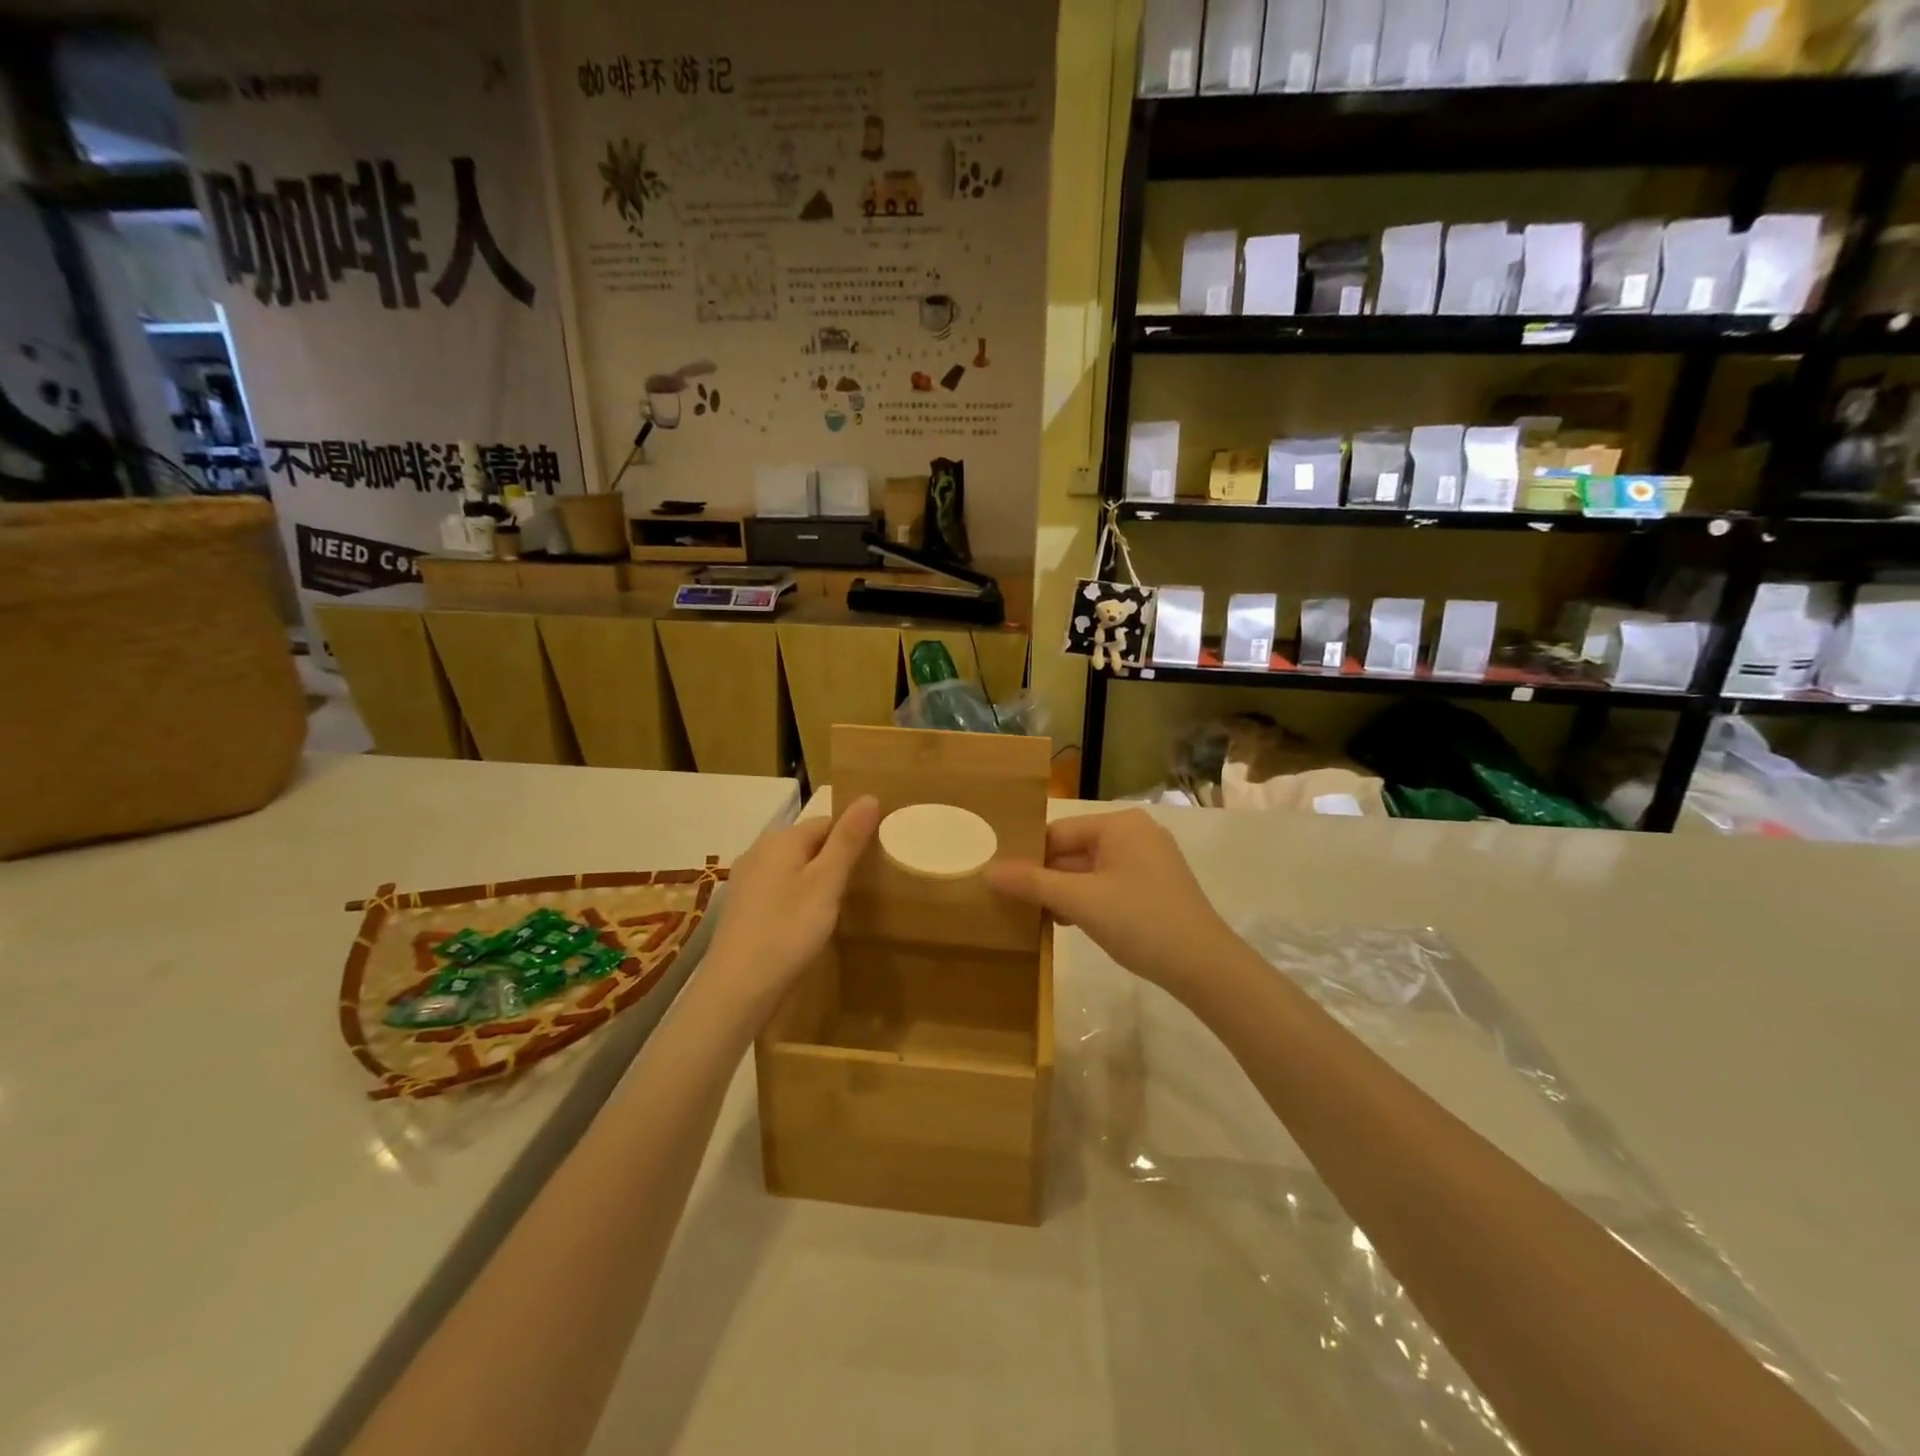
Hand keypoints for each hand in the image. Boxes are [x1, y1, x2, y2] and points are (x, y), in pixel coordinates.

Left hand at [702, 796, 880, 1022]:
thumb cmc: (788, 930)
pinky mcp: (741, 907)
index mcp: (781, 839)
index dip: (851, 839)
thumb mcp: (826, 884)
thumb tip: (869, 796)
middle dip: (833, 859)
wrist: (737, 988)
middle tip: (857, 889)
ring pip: (792, 867)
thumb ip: (848, 841)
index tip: (871, 865)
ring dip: (814, 880)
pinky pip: (777, 889)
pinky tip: (804, 923)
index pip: (827, 822)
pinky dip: (795, 898)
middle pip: (807, 843)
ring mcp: (746, 879)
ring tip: (836, 907)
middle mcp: (758, 850)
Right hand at [986, 809, 1235, 995]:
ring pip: (1090, 871)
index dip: (1028, 858)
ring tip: (1034, 917)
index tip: (1002, 884)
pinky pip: (1108, 885)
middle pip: (1074, 851)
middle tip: (1012, 904)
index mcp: (1120, 825)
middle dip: (1046, 878)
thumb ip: (1032, 883)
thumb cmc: (1140, 922)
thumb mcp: (1080, 902)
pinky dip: (1087, 901)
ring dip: (1064, 893)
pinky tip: (1068, 924)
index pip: (1058, 833)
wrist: (1205, 967)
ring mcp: (1149, 861)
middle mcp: (1136, 833)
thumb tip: (988, 871)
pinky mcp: (1155, 886)